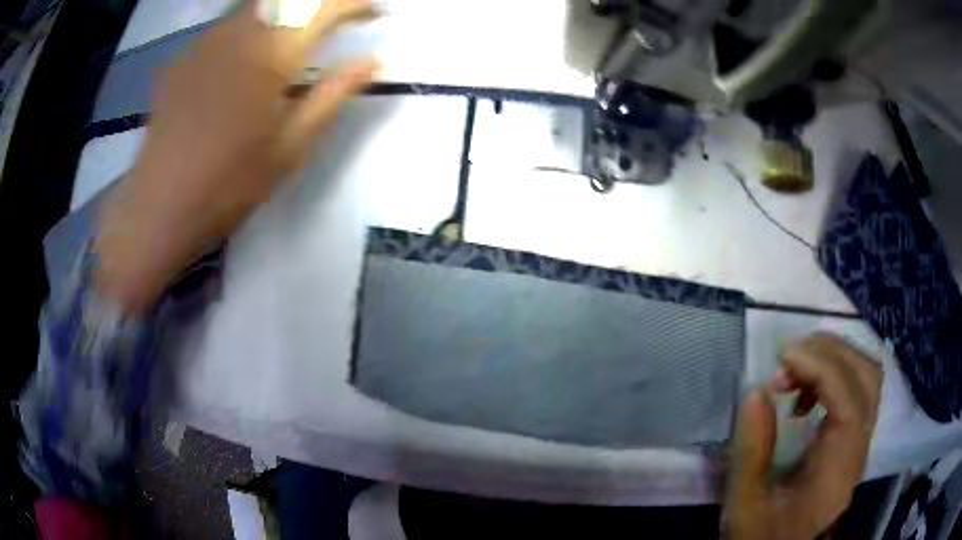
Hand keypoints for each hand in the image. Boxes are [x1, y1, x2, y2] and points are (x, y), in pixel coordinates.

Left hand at [94, 0, 379, 313]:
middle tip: (340, 16)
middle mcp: (239, 35)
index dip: (356, 3)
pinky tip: (247, 54)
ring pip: (256, 6)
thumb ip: (333, 95)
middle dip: (321, 1)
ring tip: (298, 32)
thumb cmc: (228, 186)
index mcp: (271, 56)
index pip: (324, 7)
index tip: (377, 12)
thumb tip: (376, 60)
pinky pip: (226, 26)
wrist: (159, 209)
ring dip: (286, 10)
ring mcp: (206, 43)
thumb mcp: (290, 147)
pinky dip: (250, 28)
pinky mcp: (184, 58)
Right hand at [724, 332, 882, 539]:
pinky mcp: (854, 441)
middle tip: (788, 357)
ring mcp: (860, 443)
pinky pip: (857, 391)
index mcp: (837, 470)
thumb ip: (751, 452)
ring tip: (794, 372)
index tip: (781, 358)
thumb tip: (757, 392)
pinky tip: (805, 398)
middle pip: (867, 377)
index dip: (820, 367)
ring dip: (834, 360)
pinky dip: (834, 377)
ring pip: (866, 378)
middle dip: (831, 352)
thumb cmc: (762, 536)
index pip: (848, 400)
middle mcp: (859, 449)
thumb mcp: (745, 505)